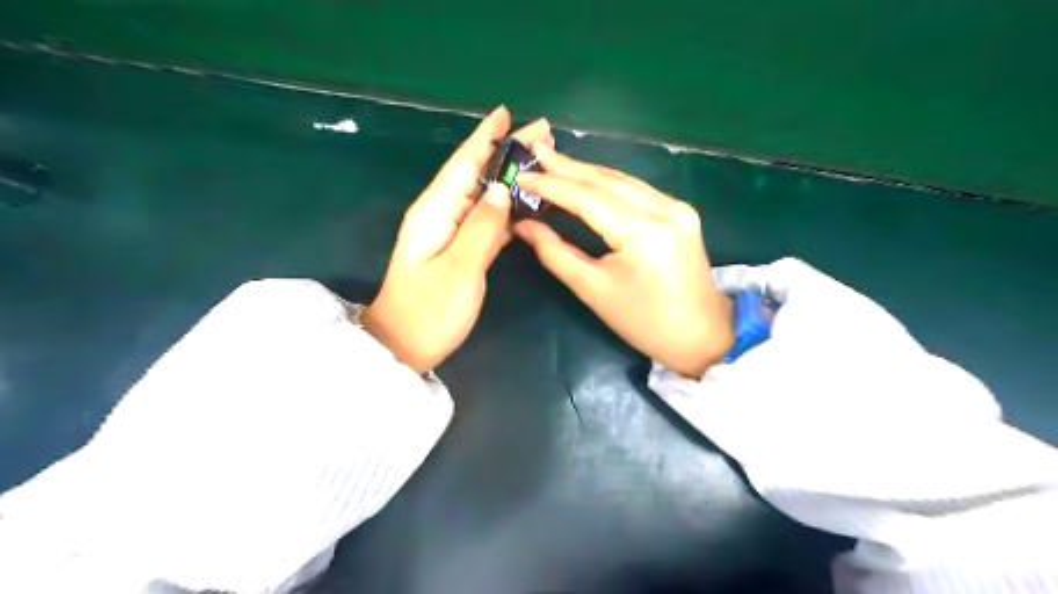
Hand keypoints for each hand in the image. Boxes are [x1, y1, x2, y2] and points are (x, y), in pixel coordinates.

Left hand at [365, 106, 554, 370]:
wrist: (403, 346)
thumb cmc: (429, 311)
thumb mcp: (460, 269)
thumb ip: (482, 227)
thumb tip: (503, 189)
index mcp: (435, 211)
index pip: (463, 163)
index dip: (486, 136)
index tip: (508, 111)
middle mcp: (439, 213)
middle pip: (475, 173)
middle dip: (506, 150)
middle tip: (543, 133)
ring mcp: (447, 231)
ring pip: (483, 194)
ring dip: (509, 176)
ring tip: (541, 161)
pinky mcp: (456, 248)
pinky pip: (484, 217)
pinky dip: (506, 206)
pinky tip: (526, 202)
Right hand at [514, 143, 732, 375]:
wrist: (701, 335)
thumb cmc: (644, 322)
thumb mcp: (594, 291)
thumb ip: (555, 253)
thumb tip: (523, 225)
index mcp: (643, 233)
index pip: (588, 197)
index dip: (551, 185)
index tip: (521, 177)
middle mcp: (664, 209)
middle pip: (606, 180)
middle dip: (567, 167)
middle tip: (533, 154)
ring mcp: (677, 207)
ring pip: (622, 180)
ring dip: (586, 171)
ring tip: (552, 161)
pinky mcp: (681, 211)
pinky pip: (636, 189)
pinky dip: (607, 183)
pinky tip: (586, 179)